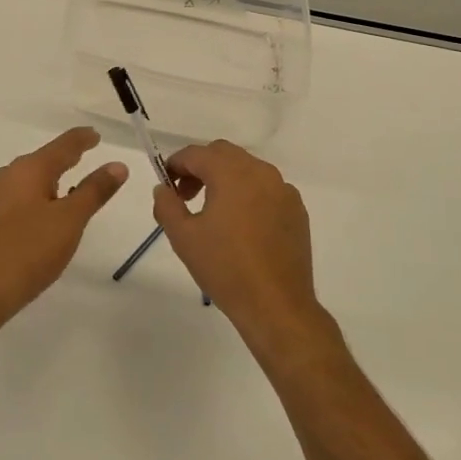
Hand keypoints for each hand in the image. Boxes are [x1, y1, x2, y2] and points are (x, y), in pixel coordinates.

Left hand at [0, 127, 128, 317]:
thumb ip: (95, 190)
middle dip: (68, 154)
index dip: (82, 139)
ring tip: (75, 176)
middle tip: (89, 151)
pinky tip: (52, 204)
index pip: (63, 145)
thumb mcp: (71, 219)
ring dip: (56, 174)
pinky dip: (45, 190)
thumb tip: (118, 165)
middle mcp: (11, 174)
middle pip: (46, 157)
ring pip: (35, 175)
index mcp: (30, 168)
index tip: (96, 134)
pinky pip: (26, 191)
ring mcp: (0, 195)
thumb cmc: (32, 248)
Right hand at [151, 141, 331, 359]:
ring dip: (225, 179)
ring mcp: (283, 189)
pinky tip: (242, 226)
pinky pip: (266, 189)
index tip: (167, 185)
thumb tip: (163, 188)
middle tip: (186, 196)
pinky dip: (248, 194)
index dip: (176, 164)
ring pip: (247, 169)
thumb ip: (166, 205)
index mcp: (231, 172)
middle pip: (223, 154)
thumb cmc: (226, 268)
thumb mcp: (183, 237)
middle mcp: (260, 171)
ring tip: (213, 212)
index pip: (196, 154)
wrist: (277, 305)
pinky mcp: (297, 210)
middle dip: (200, 168)